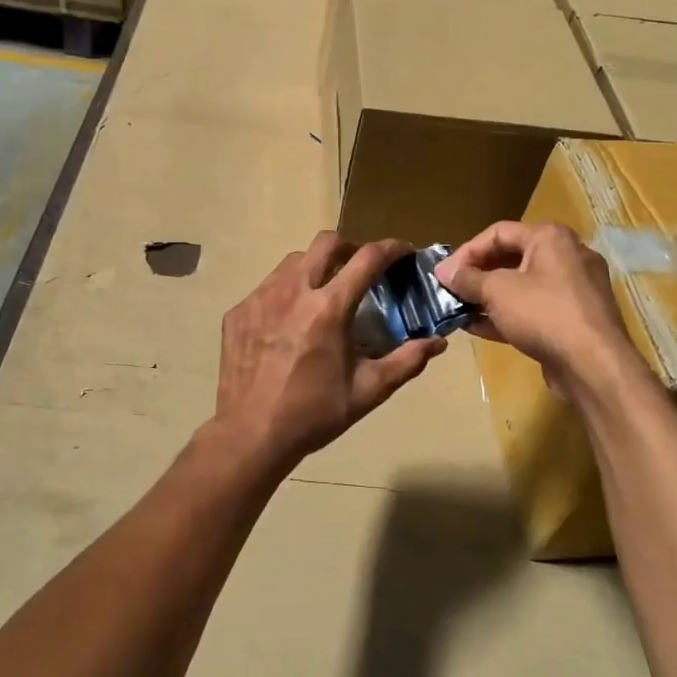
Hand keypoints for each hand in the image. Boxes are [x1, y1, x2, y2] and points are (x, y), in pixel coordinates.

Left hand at [214, 233, 445, 470]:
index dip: (391, 248)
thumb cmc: (314, 413)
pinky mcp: (239, 312)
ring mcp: (260, 298)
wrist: (250, 434)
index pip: (367, 258)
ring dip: (316, 267)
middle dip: (349, 248)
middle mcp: (294, 291)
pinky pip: (268, 287)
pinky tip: (289, 321)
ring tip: (323, 293)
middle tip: (359, 269)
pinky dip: (287, 293)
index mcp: (329, 308)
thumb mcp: (368, 391)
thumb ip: (406, 361)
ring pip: (294, 261)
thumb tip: (438, 342)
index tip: (403, 251)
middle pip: (326, 242)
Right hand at [436, 222, 642, 394]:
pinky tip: (479, 328)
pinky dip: (508, 315)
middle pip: (511, 258)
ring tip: (460, 310)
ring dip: (489, 297)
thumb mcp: (497, 291)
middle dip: (477, 275)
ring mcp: (574, 290)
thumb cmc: (543, 314)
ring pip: (523, 286)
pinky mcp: (574, 319)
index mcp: (551, 238)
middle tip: (452, 290)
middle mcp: (567, 256)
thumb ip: (468, 279)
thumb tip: (444, 272)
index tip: (444, 274)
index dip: (467, 251)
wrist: (594, 365)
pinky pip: (535, 309)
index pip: (499, 232)